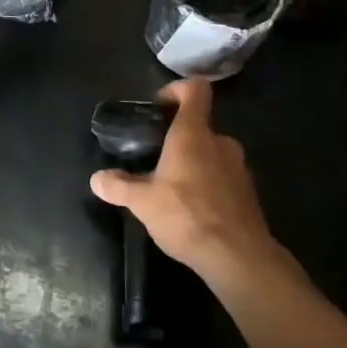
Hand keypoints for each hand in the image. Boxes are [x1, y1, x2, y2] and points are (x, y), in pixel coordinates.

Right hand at [89, 80, 280, 285]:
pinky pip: (225, 177)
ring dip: (195, 163)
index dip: (176, 90)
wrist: (238, 258)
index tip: (159, 108)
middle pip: (200, 125)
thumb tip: (96, 178)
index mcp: (193, 133)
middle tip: (157, 159)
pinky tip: (195, 211)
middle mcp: (220, 142)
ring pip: (213, 153)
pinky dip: (210, 185)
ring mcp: (239, 167)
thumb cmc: (187, 215)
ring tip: (174, 189)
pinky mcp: (249, 193)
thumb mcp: (143, 202)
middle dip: (179, 139)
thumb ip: (119, 186)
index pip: (194, 89)